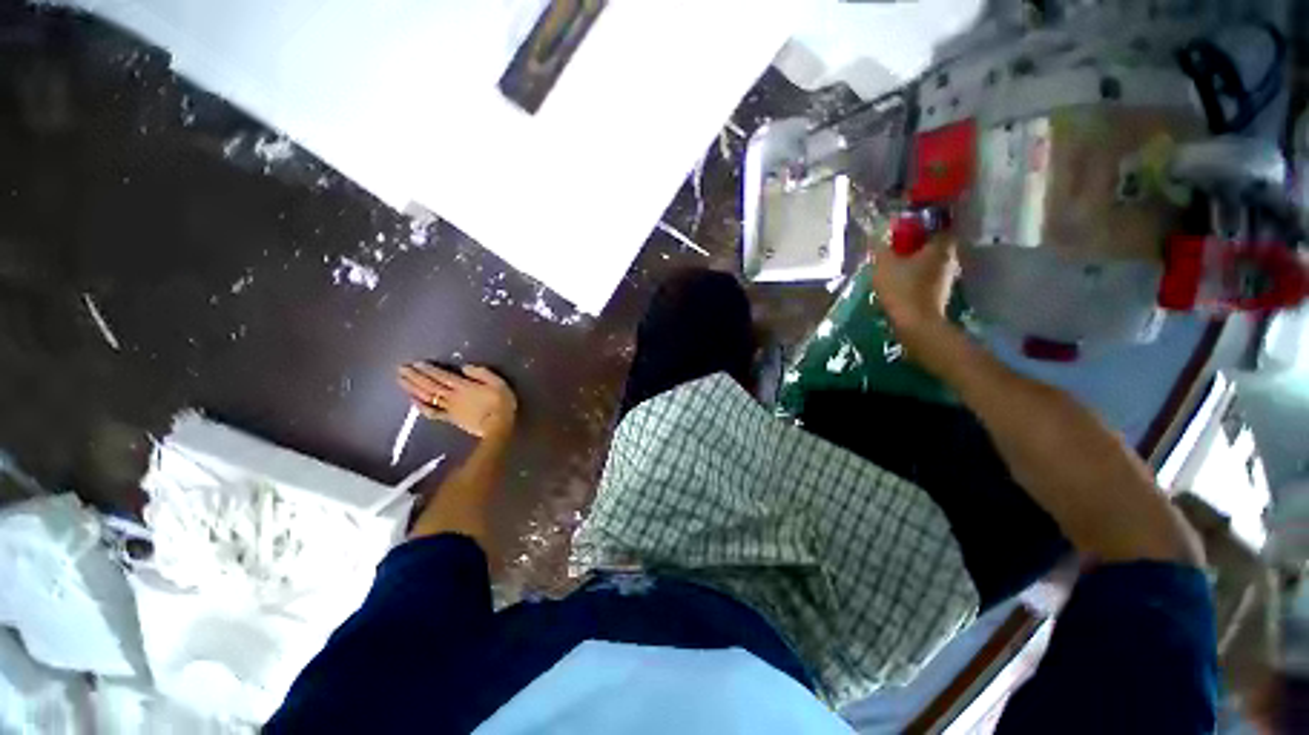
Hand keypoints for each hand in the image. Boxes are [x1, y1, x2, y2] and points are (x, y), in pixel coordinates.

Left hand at [397, 363, 516, 438]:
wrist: (498, 426)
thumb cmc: (501, 403)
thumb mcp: (498, 382)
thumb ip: (481, 373)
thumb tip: (464, 367)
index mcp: (463, 386)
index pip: (442, 375)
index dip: (428, 369)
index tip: (415, 363)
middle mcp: (452, 396)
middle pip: (429, 385)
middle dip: (414, 376)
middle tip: (400, 368)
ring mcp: (449, 408)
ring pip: (427, 396)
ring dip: (412, 388)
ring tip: (400, 380)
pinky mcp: (449, 419)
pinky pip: (431, 412)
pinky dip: (419, 406)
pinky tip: (412, 400)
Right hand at [870, 233, 958, 338]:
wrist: (917, 324)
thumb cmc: (902, 289)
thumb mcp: (884, 266)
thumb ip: (881, 249)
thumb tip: (876, 236)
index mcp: (940, 245)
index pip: (936, 224)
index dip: (920, 224)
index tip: (903, 229)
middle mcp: (949, 257)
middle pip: (933, 243)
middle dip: (916, 243)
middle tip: (895, 247)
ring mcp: (947, 275)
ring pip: (931, 260)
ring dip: (916, 260)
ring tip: (895, 266)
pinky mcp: (941, 291)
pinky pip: (928, 275)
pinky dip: (917, 275)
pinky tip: (901, 282)